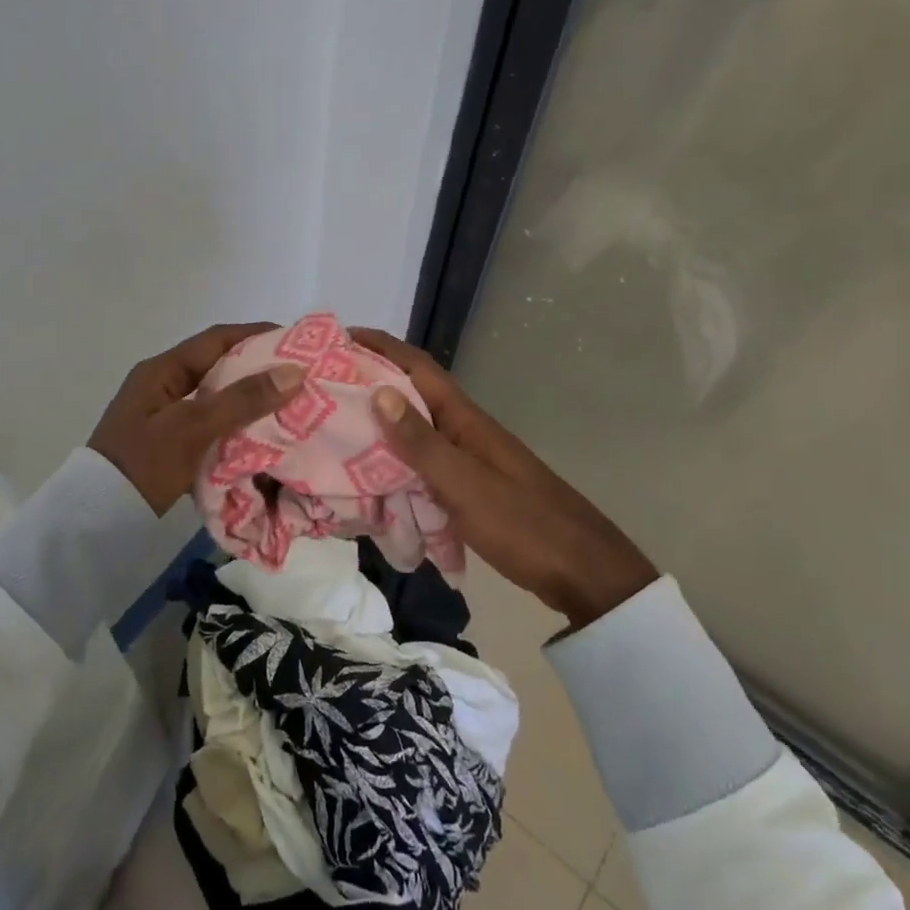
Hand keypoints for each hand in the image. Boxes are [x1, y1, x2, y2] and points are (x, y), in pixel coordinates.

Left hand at [89, 323, 305, 513]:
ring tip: (289, 405)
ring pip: (216, 397)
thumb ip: (242, 399)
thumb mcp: (194, 427)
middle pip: (218, 366)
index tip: (296, 341)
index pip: (216, 339)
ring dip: (249, 399)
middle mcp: (162, 385)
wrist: (99, 520)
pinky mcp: (169, 443)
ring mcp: (164, 415)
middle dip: (258, 369)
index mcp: (161, 370)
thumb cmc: (144, 464)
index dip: (256, 334)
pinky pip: (211, 423)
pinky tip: (262, 435)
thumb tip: (295, 371)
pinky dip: (236, 424)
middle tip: (299, 377)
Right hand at [353, 329, 658, 629]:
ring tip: (338, 429)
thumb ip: (420, 442)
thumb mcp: (465, 484)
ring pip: (417, 432)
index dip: (383, 347)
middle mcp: (466, 431)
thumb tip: (379, 391)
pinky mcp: (472, 489)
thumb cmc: (523, 524)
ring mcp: (471, 460)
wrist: (583, 573)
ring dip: (381, 424)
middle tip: (325, 386)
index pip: (419, 368)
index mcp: (465, 420)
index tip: (341, 336)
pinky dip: (397, 462)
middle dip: (373, 383)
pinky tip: (374, 478)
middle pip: (414, 395)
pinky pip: (424, 464)